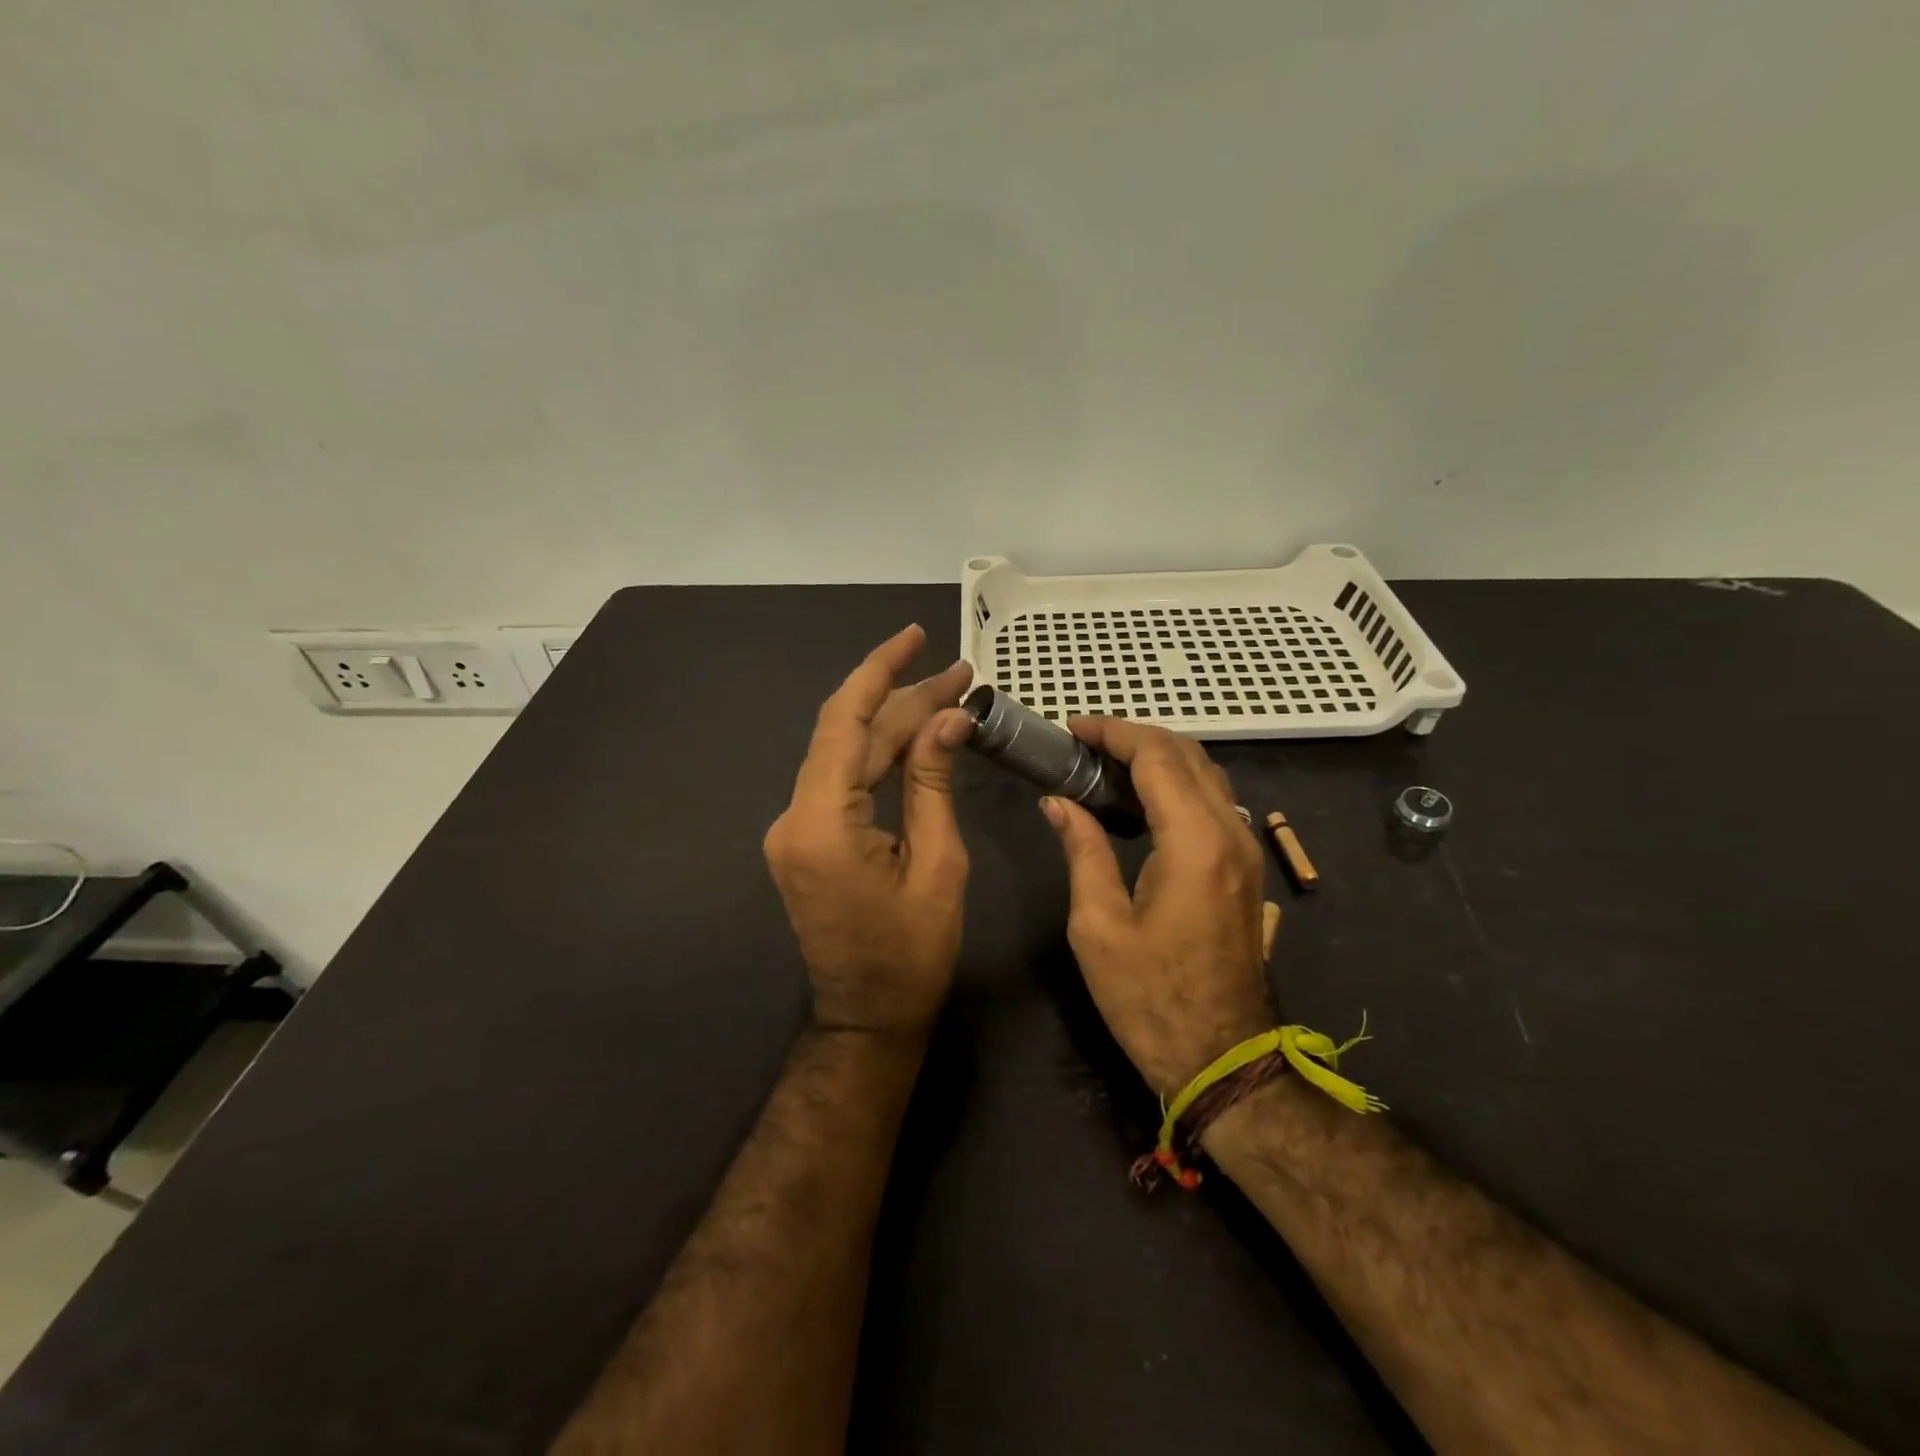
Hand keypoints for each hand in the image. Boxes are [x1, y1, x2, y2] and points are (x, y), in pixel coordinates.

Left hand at [764, 625, 974, 1039]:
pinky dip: (881, 757)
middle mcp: (794, 816)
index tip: (916, 636)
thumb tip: (949, 718)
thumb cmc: (912, 954)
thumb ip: (934, 783)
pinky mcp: (805, 839)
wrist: (868, 1018)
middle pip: (850, 734)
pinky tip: (918, 739)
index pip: (847, 722)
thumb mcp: (938, 864)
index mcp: (821, 822)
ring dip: (896, 725)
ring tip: (950, 697)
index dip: (880, 671)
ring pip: (846, 754)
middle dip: (905, 699)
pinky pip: (843, 781)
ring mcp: (794, 828)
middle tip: (962, 676)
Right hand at [1041, 719, 1276, 1095]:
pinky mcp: (1246, 869)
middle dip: (1134, 737)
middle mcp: (1232, 833)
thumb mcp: (1098, 926)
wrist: (1223, 1061)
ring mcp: (1247, 850)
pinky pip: (1214, 802)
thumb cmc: (1150, 998)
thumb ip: (1082, 850)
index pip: (1157, 755)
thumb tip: (1058, 802)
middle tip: (1083, 745)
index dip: (1112, 732)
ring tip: (1105, 766)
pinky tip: (1142, 801)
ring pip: (1206, 774)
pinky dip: (1177, 783)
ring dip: (1158, 757)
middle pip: (1187, 754)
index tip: (1070, 730)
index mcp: (1194, 842)